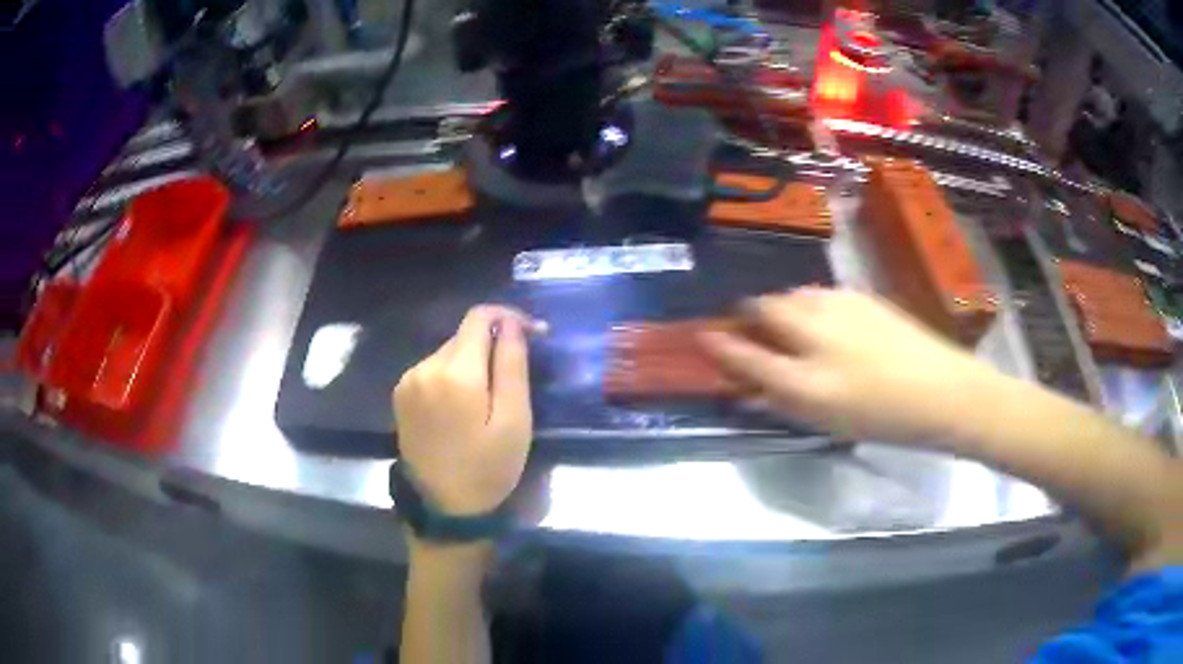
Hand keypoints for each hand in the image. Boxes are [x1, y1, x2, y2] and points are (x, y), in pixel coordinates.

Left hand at [393, 305, 537, 515]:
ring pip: (448, 352)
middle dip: (492, 344)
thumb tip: (512, 323)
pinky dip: (453, 376)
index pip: (479, 317)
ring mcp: (408, 380)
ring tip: (490, 397)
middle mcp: (425, 367)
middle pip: (464, 335)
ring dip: (472, 362)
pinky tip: (463, 406)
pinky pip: (433, 369)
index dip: (509, 317)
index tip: (532, 334)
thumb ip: (512, 364)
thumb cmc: (488, 469)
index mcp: (455, 372)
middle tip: (515, 376)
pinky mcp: (401, 395)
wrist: (444, 510)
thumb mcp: (515, 420)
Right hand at [699, 288, 988, 444]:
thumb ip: (784, 402)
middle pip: (764, 308)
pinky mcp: (859, 294)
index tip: (703, 336)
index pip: (747, 357)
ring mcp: (840, 307)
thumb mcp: (828, 423)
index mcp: (808, 381)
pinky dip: (808, 305)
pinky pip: (818, 293)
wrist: (942, 390)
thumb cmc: (884, 419)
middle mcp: (817, 336)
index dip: (720, 346)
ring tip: (789, 327)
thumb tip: (749, 388)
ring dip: (780, 308)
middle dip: (748, 314)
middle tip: (749, 328)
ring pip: (792, 295)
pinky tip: (824, 322)